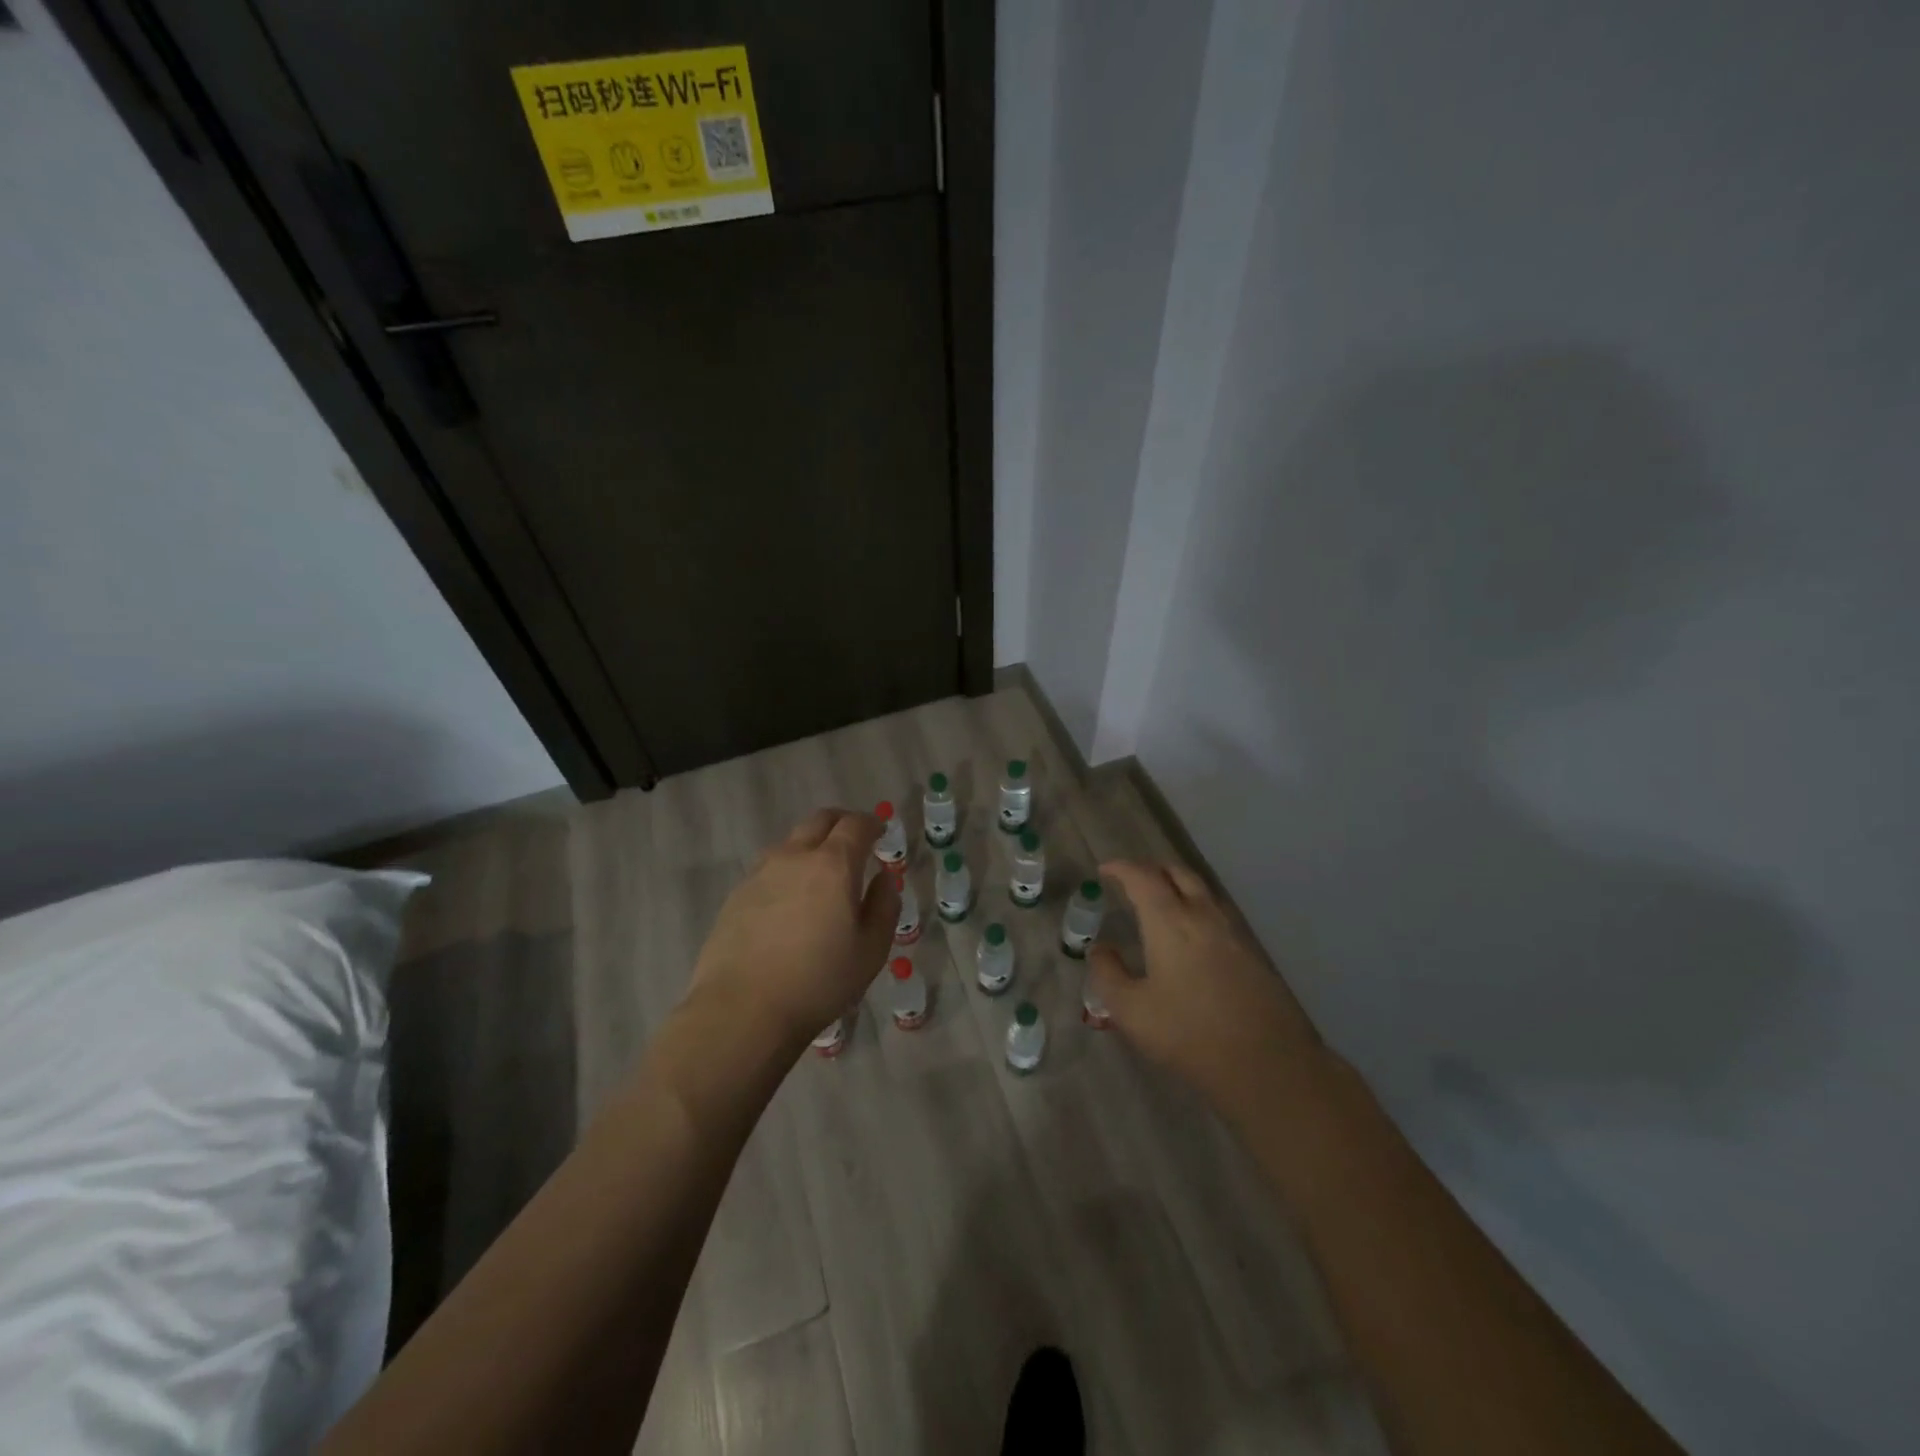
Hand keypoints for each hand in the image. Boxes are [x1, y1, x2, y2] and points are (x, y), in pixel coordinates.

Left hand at [685, 808, 899, 1049]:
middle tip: (854, 839)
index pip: (855, 825)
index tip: (880, 831)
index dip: (871, 823)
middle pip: (819, 820)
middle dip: (841, 823)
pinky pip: (769, 868)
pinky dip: (787, 870)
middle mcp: (795, 857)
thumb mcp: (870, 951)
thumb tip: (884, 879)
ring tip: (821, 872)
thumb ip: (884, 907)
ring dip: (811, 845)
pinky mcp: (737, 894)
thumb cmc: (818, 981)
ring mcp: (761, 873)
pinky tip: (789, 900)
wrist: (742, 1009)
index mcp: (833, 865)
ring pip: (791, 842)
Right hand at [1089, 861, 1326, 1119]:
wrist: (1267, 1065)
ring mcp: (1233, 932)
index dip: (1121, 867)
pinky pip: (1218, 913)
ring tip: (1160, 902)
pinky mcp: (1252, 952)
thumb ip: (1108, 974)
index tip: (1104, 870)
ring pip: (1202, 891)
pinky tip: (1190, 935)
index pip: (1142, 877)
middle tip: (1131, 881)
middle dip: (1151, 869)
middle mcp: (1203, 915)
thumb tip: (1100, 950)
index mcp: (1170, 922)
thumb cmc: (1189, 1035)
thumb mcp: (1131, 1011)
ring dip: (1177, 886)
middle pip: (1177, 873)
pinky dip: (1197, 908)